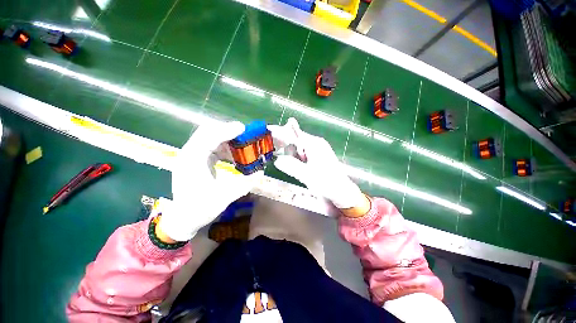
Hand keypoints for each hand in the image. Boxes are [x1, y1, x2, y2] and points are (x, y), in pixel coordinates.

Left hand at [158, 121, 262, 241]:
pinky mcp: (196, 160)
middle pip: (207, 132)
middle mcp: (189, 154)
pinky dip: (224, 146)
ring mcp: (191, 156)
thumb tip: (260, 172)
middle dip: (227, 130)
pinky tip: (233, 154)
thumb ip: (244, 184)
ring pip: (209, 137)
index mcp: (192, 161)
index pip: (208, 137)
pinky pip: (210, 146)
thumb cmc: (200, 209)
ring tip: (242, 144)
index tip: (243, 129)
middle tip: (244, 134)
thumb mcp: (224, 197)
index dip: (226, 130)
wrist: (183, 219)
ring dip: (226, 139)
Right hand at [269, 118, 365, 210]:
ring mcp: (317, 150)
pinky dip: (297, 159)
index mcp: (314, 144)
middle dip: (286, 147)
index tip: (268, 130)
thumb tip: (277, 160)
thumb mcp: (307, 175)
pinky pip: (303, 154)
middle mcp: (316, 144)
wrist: (342, 192)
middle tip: (280, 156)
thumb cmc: (327, 183)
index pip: (293, 134)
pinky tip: (297, 167)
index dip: (280, 132)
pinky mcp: (318, 157)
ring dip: (292, 155)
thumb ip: (291, 166)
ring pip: (298, 148)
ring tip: (294, 166)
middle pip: (295, 140)